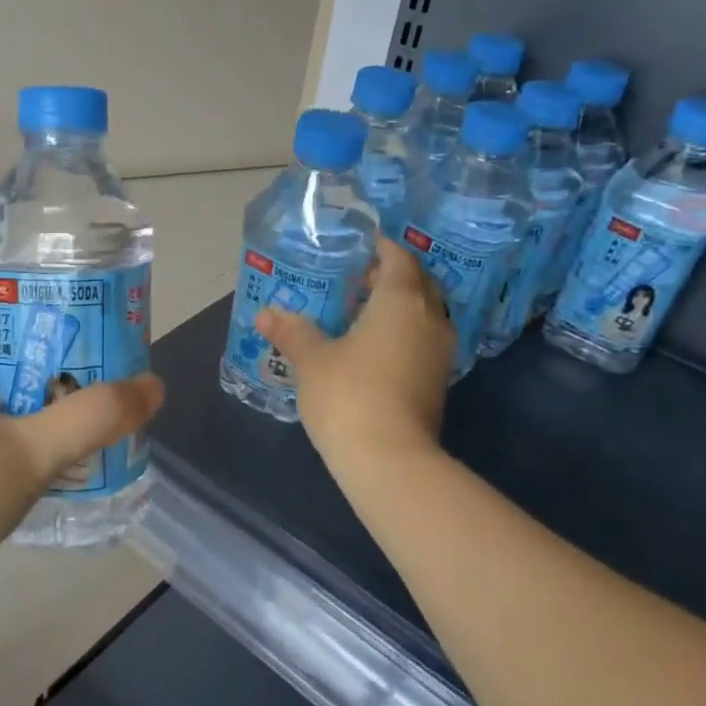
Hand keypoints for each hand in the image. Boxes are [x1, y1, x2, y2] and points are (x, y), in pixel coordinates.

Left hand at [0, 285, 165, 596]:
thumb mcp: (25, 454)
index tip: (83, 305)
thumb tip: (152, 386)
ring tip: (89, 402)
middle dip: (47, 346)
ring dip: (35, 392)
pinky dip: (16, 428)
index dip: (32, 289)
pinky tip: (54, 453)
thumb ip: (93, 418)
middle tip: (101, 358)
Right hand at [257, 237, 451, 468]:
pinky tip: (372, 347)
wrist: (389, 460)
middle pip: (417, 282)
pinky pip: (423, 340)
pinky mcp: (437, 382)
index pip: (398, 258)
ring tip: (360, 312)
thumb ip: (292, 331)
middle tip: (355, 278)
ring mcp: (439, 353)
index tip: (356, 246)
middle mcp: (429, 318)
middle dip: (390, 276)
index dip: (379, 247)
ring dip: (398, 306)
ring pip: (424, 313)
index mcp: (401, 300)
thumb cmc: (349, 394)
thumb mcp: (312, 359)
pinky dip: (403, 333)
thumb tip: (266, 314)